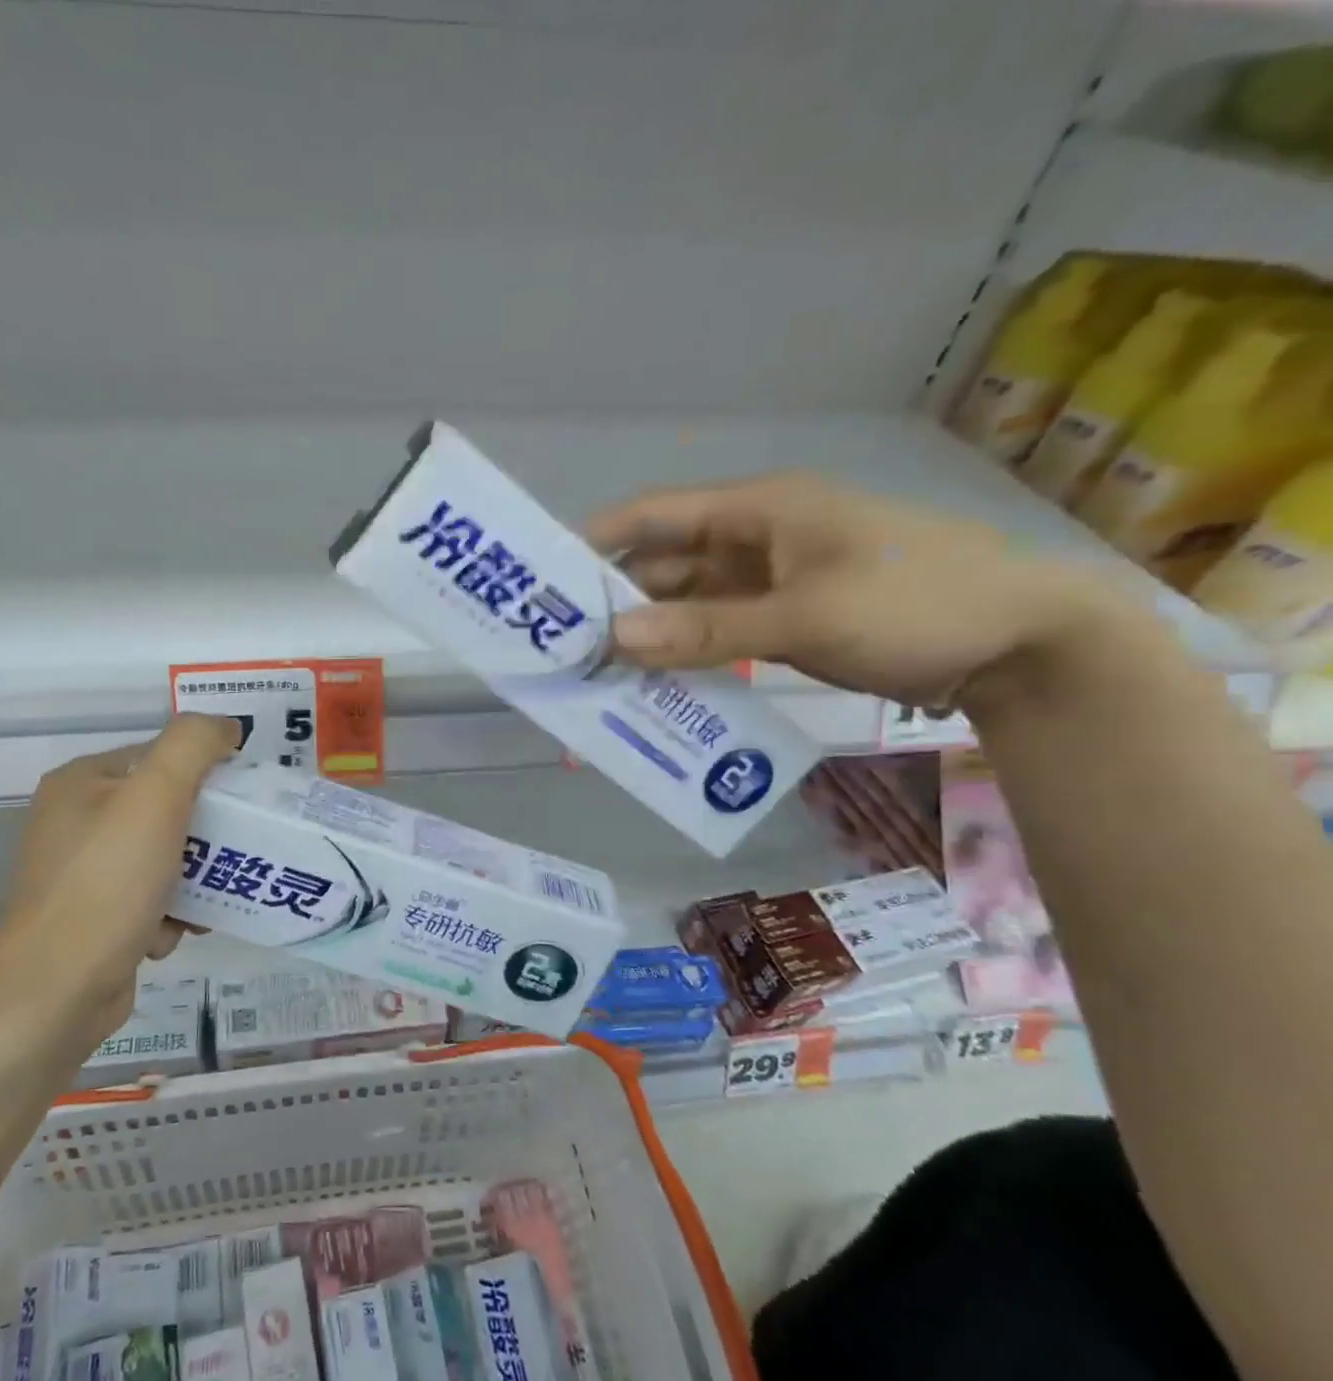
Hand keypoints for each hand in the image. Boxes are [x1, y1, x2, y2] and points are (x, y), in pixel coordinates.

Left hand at [0, 715, 236, 1048]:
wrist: (56, 992)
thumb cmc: (108, 884)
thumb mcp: (156, 797)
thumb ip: (193, 745)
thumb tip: (225, 726)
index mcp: (82, 782)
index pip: (160, 757)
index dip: (205, 773)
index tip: (241, 803)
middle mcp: (76, 822)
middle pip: (165, 810)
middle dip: (204, 836)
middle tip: (234, 853)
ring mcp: (82, 874)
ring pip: (164, 858)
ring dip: (193, 880)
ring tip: (206, 900)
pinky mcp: (94, 919)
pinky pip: (150, 900)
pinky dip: (170, 914)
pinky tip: (172, 932)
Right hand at [584, 472, 1144, 710]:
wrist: (1021, 642)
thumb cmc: (916, 603)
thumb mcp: (807, 615)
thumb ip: (707, 630)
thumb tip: (614, 637)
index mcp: (758, 510)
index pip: (655, 516)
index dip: (597, 542)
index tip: (545, 581)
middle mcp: (754, 539)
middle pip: (664, 565)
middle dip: (615, 600)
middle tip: (563, 644)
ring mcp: (768, 582)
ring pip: (686, 604)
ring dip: (648, 633)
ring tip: (595, 672)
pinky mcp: (782, 620)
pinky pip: (715, 633)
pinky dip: (684, 654)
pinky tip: (652, 684)